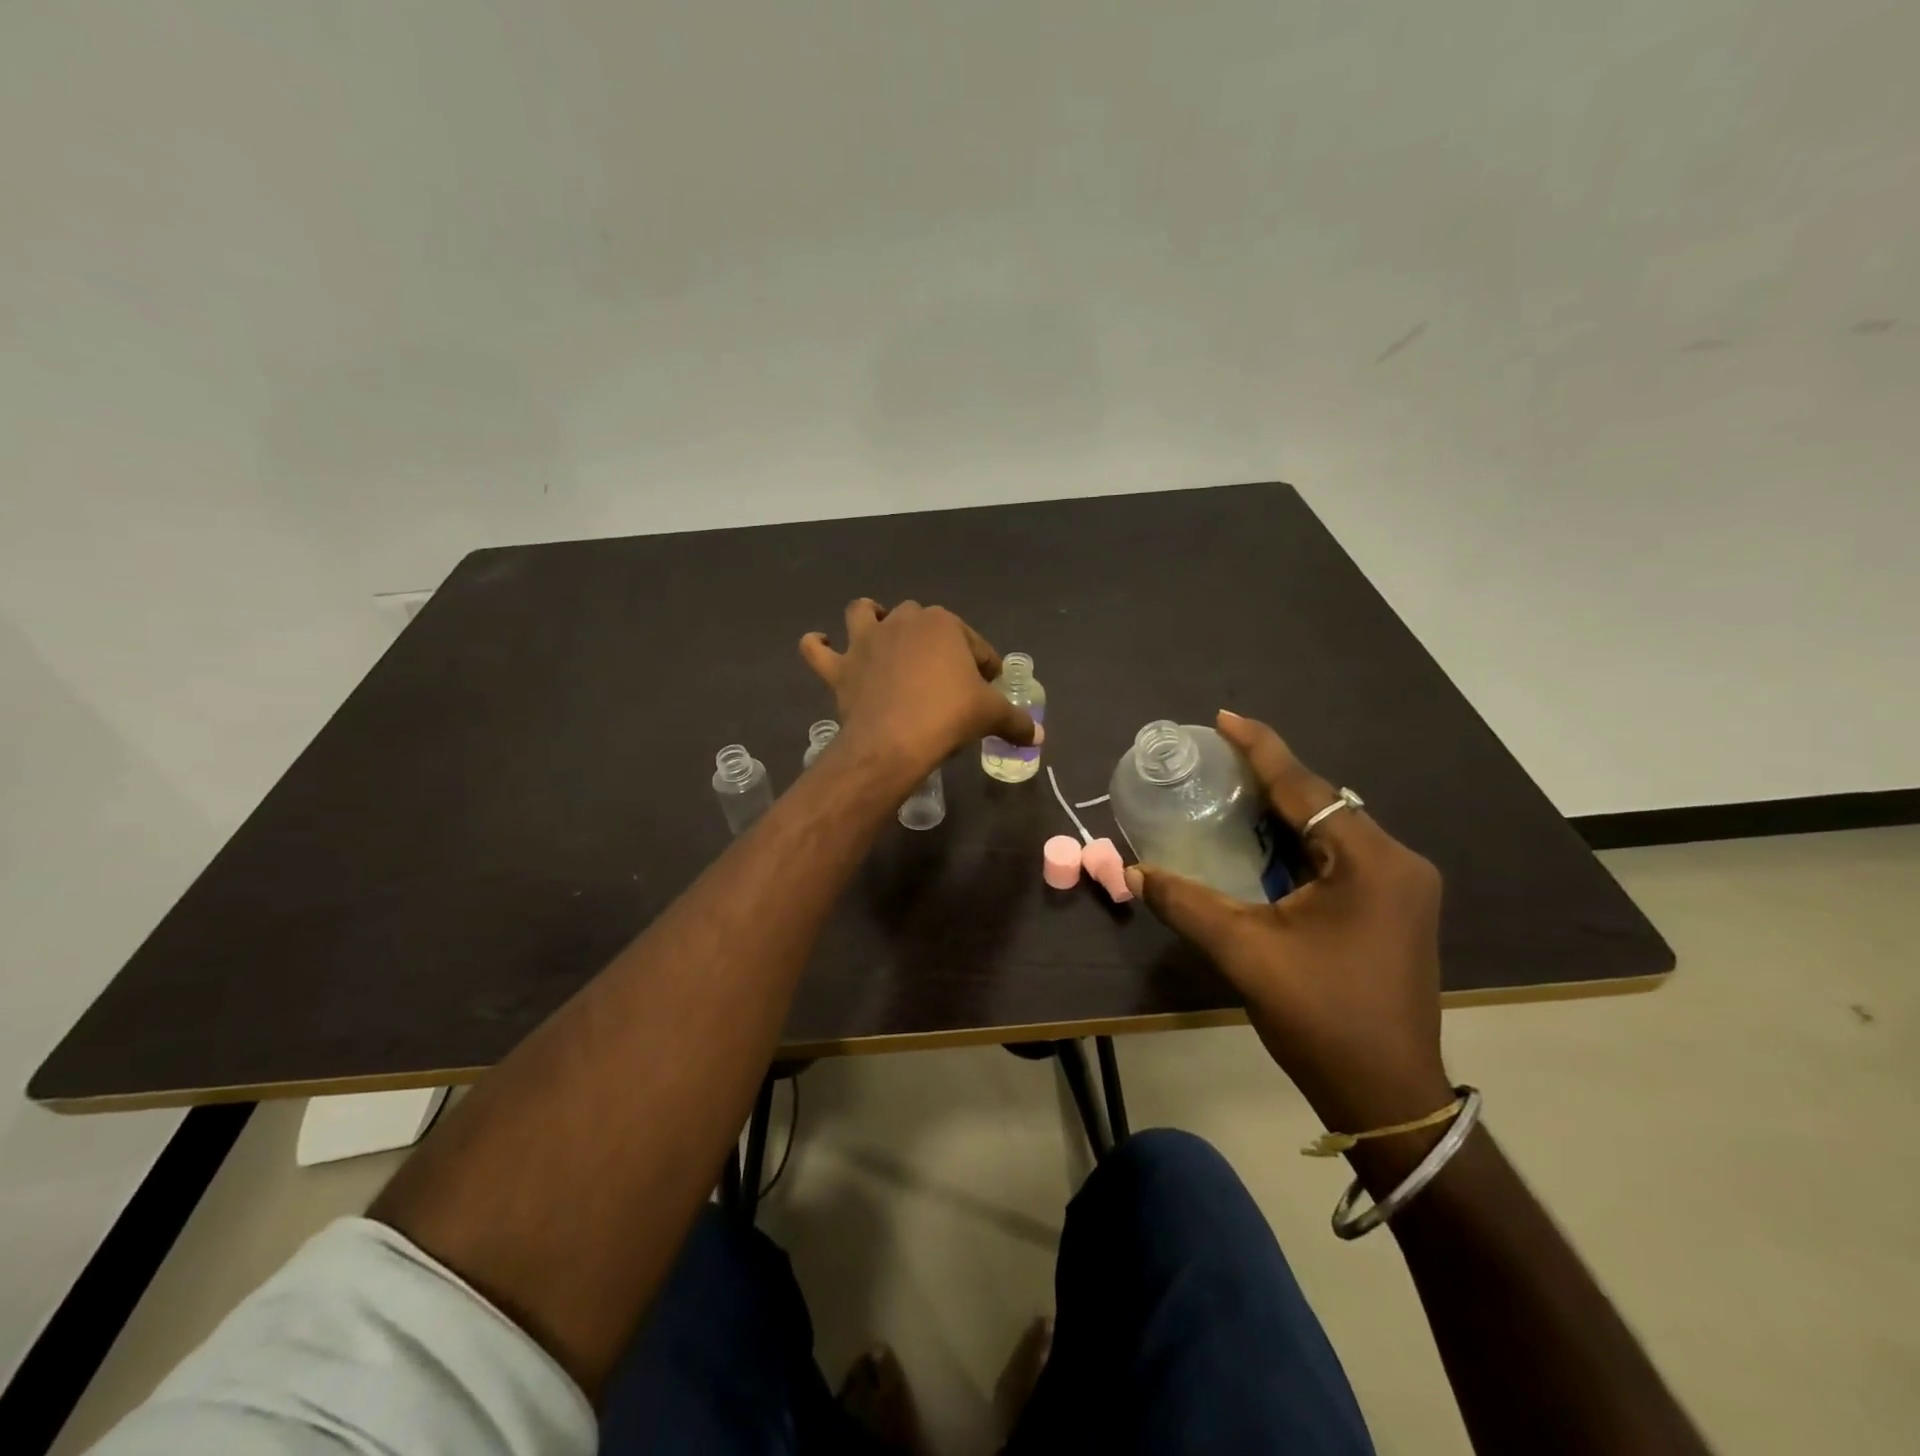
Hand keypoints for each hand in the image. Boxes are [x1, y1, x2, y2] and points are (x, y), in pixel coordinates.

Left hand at [799, 600, 1036, 783]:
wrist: (894, 741)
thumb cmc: (948, 716)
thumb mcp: (991, 716)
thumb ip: (1016, 721)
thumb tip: (1039, 735)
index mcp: (944, 624)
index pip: (973, 644)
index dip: (984, 665)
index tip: (987, 686)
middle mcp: (903, 621)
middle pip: (922, 621)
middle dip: (934, 641)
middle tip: (944, 677)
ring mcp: (867, 641)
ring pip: (864, 614)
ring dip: (870, 618)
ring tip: (879, 634)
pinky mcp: (841, 667)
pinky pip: (818, 649)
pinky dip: (818, 646)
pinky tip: (822, 646)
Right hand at [1125, 710, 1449, 1134]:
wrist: (1387, 1095)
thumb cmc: (1320, 1018)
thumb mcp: (1245, 953)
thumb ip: (1187, 904)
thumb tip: (1134, 873)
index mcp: (1369, 863)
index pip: (1306, 788)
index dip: (1261, 749)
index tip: (1224, 717)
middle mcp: (1395, 863)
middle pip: (1322, 803)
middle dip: (1269, 778)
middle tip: (1217, 758)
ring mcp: (1402, 888)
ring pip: (1331, 830)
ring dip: (1283, 810)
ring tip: (1232, 790)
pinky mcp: (1394, 909)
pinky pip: (1339, 855)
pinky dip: (1299, 841)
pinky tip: (1265, 841)